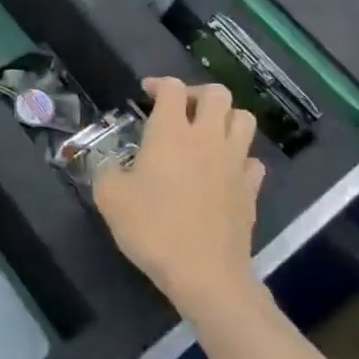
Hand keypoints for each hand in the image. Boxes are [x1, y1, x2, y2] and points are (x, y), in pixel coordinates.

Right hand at [91, 77, 265, 316]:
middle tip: (180, 109)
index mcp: (171, 133)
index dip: (159, 84)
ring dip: (225, 118)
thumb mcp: (110, 198)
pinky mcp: (251, 189)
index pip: (172, 88)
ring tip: (207, 133)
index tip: (147, 93)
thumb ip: (107, 172)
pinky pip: (252, 160)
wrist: (205, 274)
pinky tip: (224, 171)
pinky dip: (239, 158)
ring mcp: (234, 162)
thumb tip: (111, 166)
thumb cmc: (153, 229)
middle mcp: (207, 138)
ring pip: (243, 119)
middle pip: (217, 93)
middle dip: (197, 93)